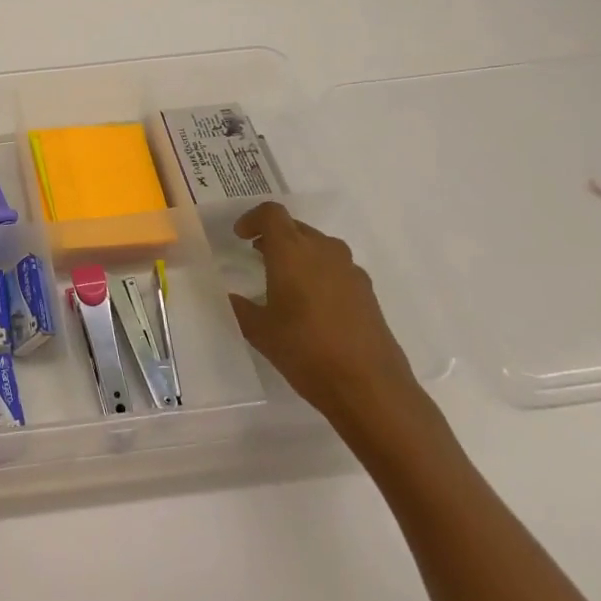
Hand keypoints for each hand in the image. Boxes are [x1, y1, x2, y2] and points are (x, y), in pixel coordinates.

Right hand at [228, 203, 419, 427]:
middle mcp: (323, 251)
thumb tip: (230, 296)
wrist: (369, 387)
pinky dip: (320, 272)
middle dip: (274, 236)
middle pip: (296, 227)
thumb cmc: (305, 351)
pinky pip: (337, 268)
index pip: (271, 214)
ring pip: (319, 246)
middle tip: (257, 255)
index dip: (252, 219)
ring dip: (299, 253)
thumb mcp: (260, 331)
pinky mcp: (367, 291)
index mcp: (292, 252)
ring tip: (285, 278)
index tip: (240, 236)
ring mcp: (350, 270)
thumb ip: (241, 307)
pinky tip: (313, 303)